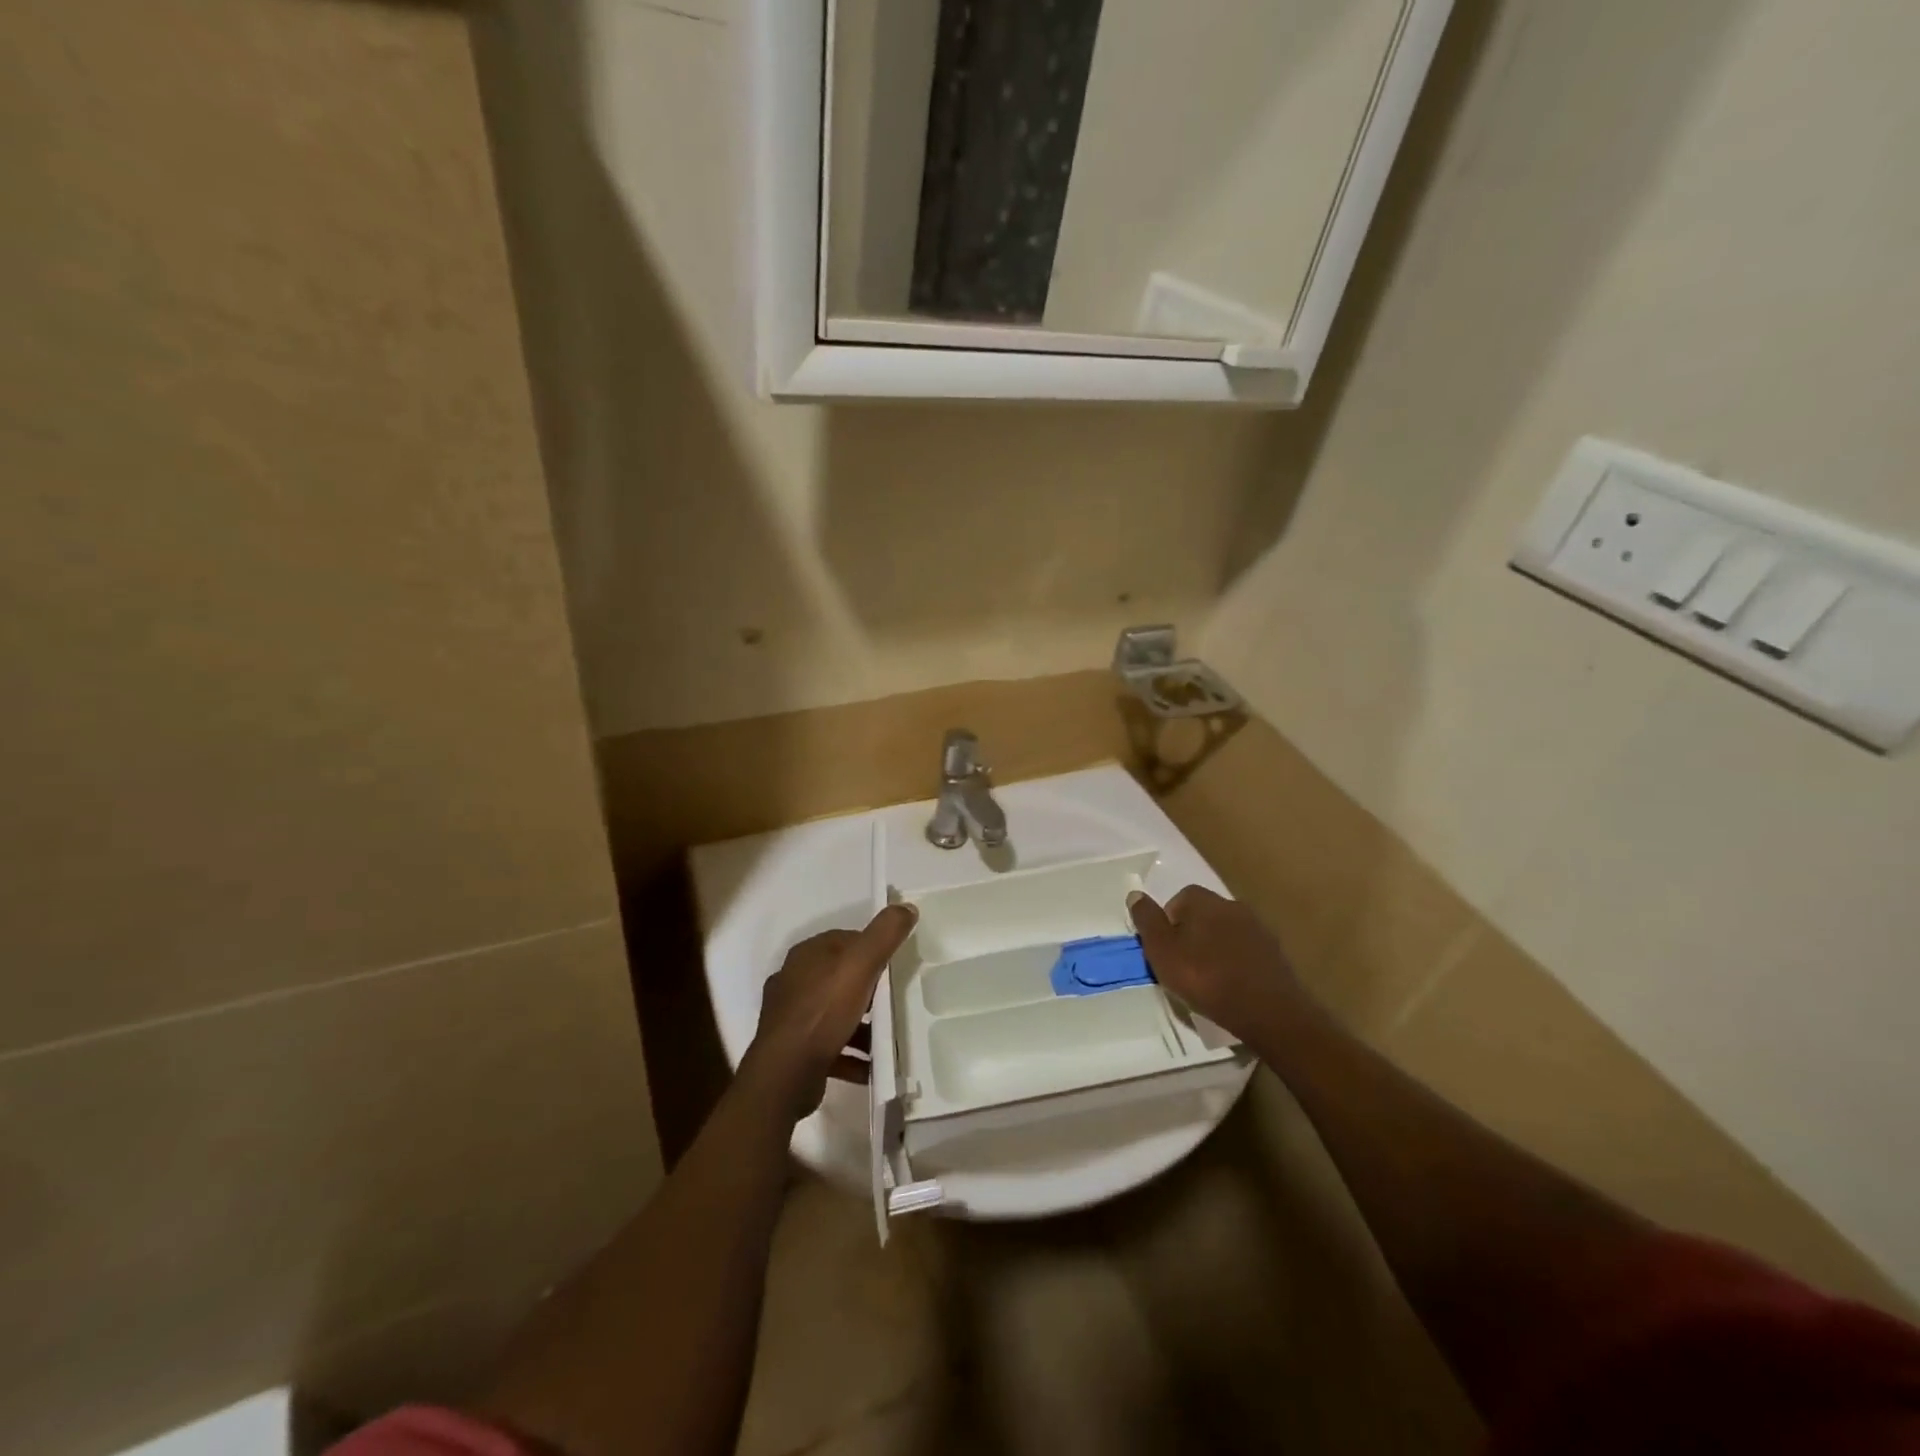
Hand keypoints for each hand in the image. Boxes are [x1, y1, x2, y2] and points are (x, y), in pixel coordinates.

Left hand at [744, 904, 916, 1120]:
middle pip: (841, 978)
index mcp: (807, 955)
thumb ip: (884, 934)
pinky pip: (831, 1046)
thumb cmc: (823, 1011)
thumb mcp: (860, 965)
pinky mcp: (794, 1050)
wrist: (785, 1074)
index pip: (845, 941)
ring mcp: (791, 1017)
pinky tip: (872, 1067)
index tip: (895, 967)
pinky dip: (852, 1054)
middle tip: (895, 1002)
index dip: (872, 950)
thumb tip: (906, 907)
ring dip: (863, 1026)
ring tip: (889, 1039)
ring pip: (836, 1014)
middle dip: (869, 990)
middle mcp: (794, 981)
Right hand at [1128, 886, 1307, 1040]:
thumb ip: (1147, 921)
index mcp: (1204, 901)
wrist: (1268, 1012)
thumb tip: (1135, 894)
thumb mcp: (1162, 952)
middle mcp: (1233, 905)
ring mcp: (1258, 929)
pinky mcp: (1275, 953)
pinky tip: (1233, 987)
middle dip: (1192, 935)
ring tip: (1209, 979)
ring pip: (1226, 933)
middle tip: (1183, 966)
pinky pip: (1246, 951)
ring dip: (1216, 949)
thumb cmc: (1206, 978)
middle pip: (1203, 915)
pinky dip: (1236, 963)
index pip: (1179, 899)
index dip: (1168, 924)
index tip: (1165, 951)